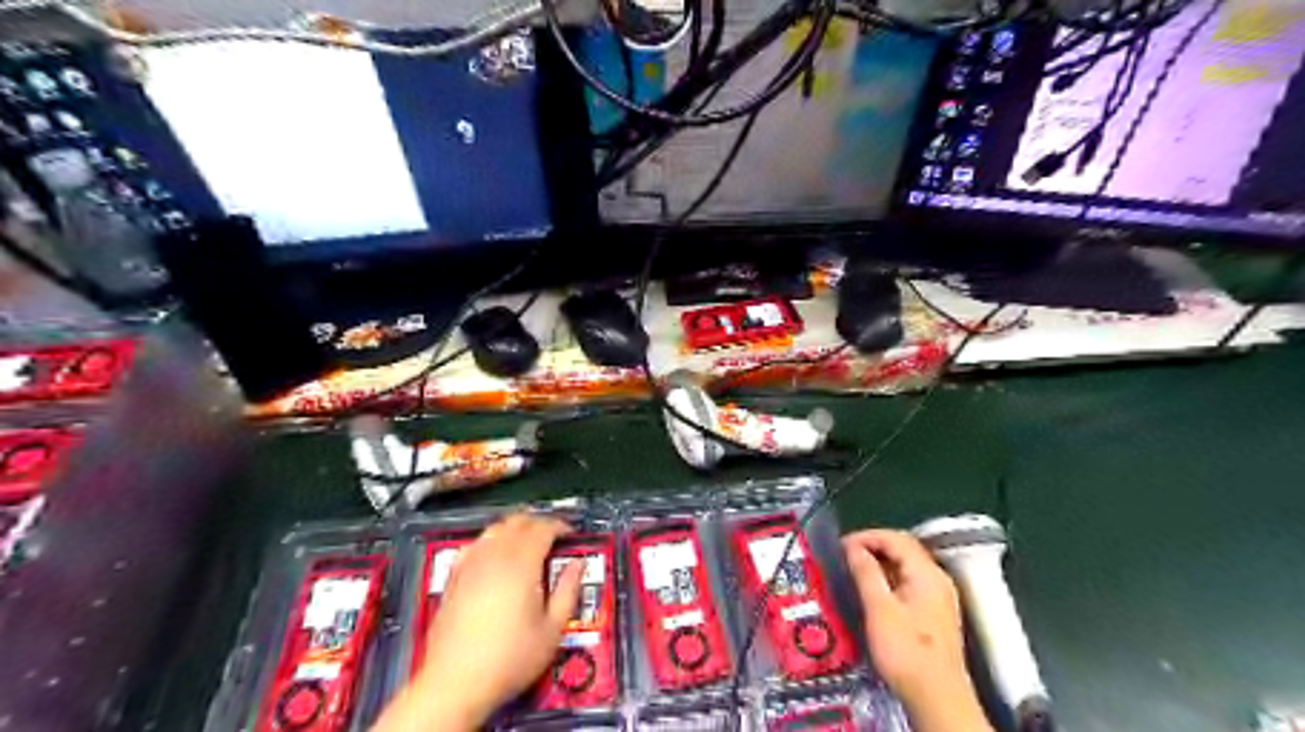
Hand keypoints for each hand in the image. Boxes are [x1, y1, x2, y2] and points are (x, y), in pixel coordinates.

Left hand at [374, 516, 583, 731]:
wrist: (455, 683)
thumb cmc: (510, 658)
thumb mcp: (552, 629)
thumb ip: (568, 591)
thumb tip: (577, 565)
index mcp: (521, 563)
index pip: (543, 528)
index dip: (560, 526)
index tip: (571, 536)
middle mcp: (494, 555)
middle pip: (518, 522)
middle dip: (538, 523)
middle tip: (553, 537)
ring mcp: (469, 564)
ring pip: (495, 529)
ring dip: (514, 529)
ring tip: (527, 543)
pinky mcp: (453, 578)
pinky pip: (474, 545)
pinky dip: (490, 542)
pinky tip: (494, 556)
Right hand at [846, 528, 989, 731]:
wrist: (937, 698)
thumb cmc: (905, 651)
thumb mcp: (879, 609)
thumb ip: (866, 572)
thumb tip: (853, 548)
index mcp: (926, 573)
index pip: (895, 538)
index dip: (866, 536)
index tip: (841, 545)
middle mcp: (937, 579)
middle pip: (903, 549)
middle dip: (872, 547)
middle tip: (845, 556)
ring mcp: (938, 597)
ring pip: (905, 566)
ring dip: (879, 563)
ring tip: (853, 571)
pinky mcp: (934, 613)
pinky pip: (908, 582)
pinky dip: (888, 578)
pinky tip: (872, 591)